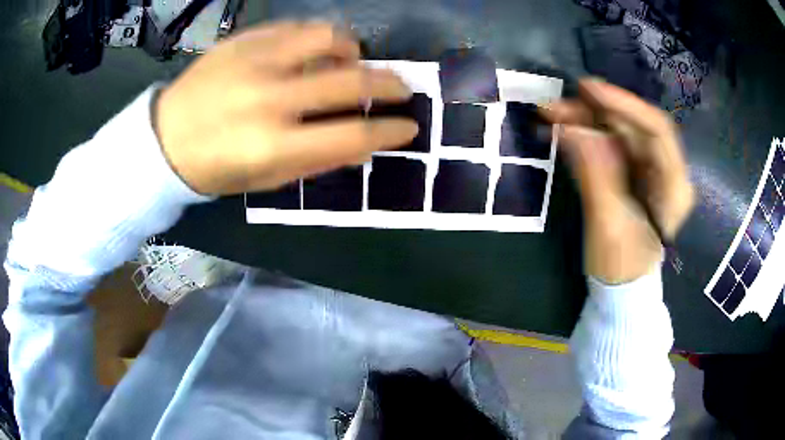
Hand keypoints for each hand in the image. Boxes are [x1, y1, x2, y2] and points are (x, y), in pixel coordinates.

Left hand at [155, 21, 416, 194]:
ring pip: (329, 38)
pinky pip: (297, 28)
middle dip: (390, 85)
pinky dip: (318, 37)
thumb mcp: (266, 179)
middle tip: (403, 88)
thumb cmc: (215, 168)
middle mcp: (269, 98)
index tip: (409, 127)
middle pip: (351, 82)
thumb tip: (364, 143)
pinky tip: (316, 49)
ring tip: (352, 60)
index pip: (353, 134)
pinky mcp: (244, 41)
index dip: (390, 131)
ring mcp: (255, 62)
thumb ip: (317, 160)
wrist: (164, 139)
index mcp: (274, 146)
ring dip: (353, 50)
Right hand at [542, 79, 694, 283]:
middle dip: (594, 112)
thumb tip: (573, 130)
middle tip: (554, 105)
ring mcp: (646, 170)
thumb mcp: (609, 228)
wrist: (620, 289)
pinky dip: (583, 136)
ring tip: (548, 115)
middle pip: (632, 126)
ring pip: (616, 131)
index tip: (588, 91)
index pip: (656, 130)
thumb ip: (596, 177)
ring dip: (583, 120)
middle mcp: (663, 170)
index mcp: (673, 186)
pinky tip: (559, 132)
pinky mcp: (628, 174)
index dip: (625, 105)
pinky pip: (606, 145)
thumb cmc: (621, 268)